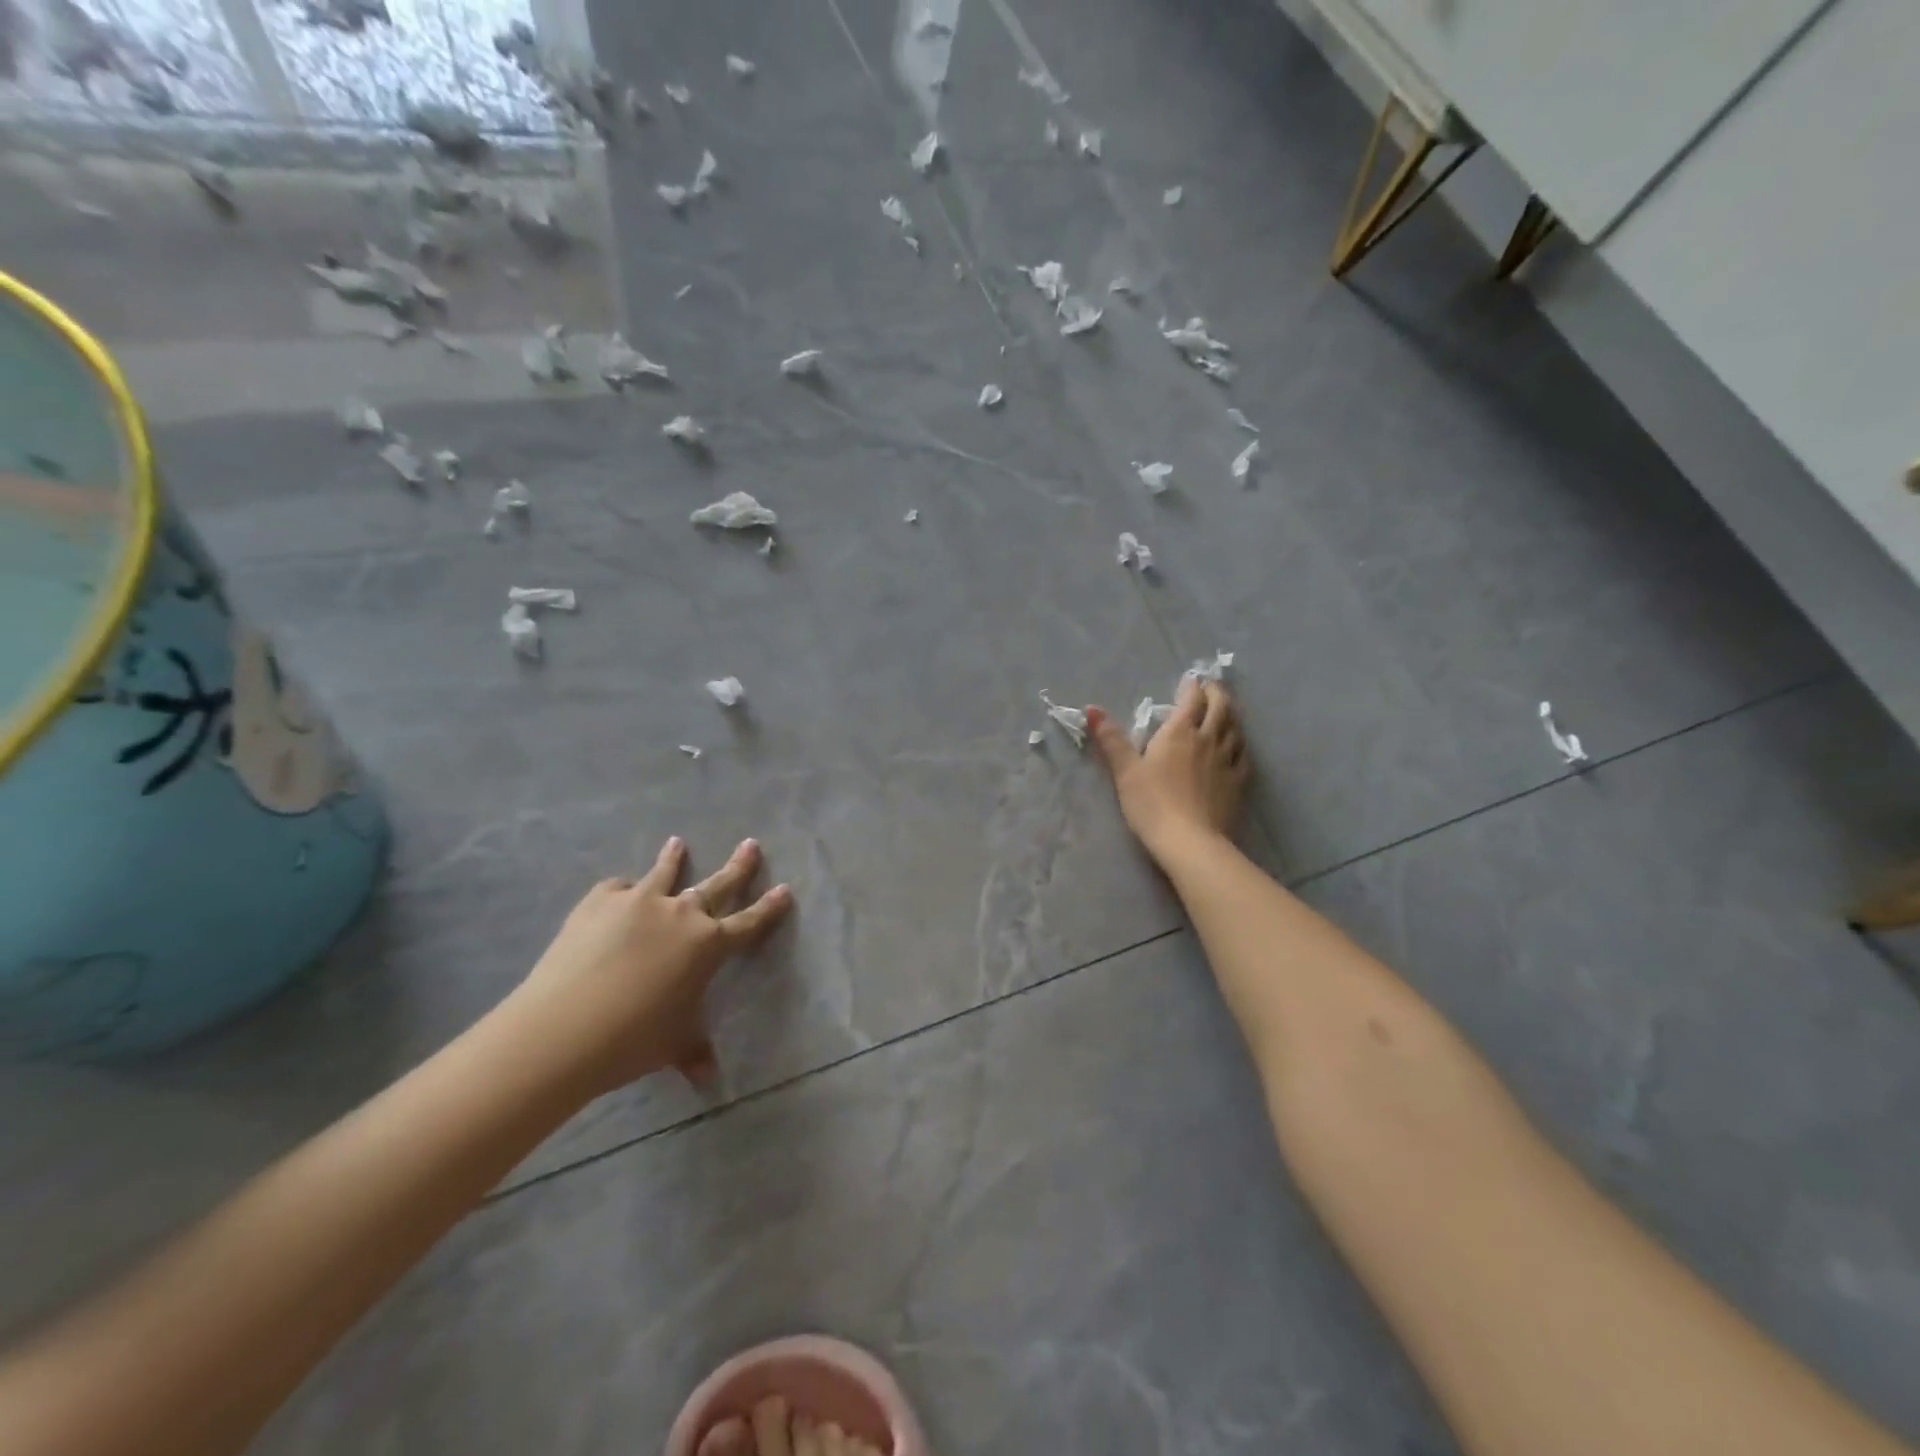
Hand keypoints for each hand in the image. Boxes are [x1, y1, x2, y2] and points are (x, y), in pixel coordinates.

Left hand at [509, 837, 791, 1098]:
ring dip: (675, 858)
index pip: (749, 922)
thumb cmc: (634, 1039)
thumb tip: (709, 1080)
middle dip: (739, 865)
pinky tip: (619, 893)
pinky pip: (618, 888)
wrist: (566, 1027)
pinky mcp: (601, 901)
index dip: (769, 907)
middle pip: (718, 884)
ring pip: (666, 874)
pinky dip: (623, 890)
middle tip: (751, 844)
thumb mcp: (674, 1045)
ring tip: (678, 843)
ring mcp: (640, 901)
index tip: (784, 888)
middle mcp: (681, 914)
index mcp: (709, 945)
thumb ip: (695, 1054)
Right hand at [1088, 676, 1247, 859]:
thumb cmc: (1152, 803)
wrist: (1190, 841)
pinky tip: (1238, 746)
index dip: (1192, 687)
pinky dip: (1241, 743)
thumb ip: (1111, 739)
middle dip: (1216, 693)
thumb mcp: (1125, 770)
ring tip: (1226, 710)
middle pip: (1220, 707)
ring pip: (1235, 728)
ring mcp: (1227, 761)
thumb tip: (1091, 708)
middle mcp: (1208, 739)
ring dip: (1231, 714)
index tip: (1190, 680)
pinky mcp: (1238, 783)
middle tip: (1211, 688)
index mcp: (1179, 732)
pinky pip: (1244, 755)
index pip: (1191, 699)